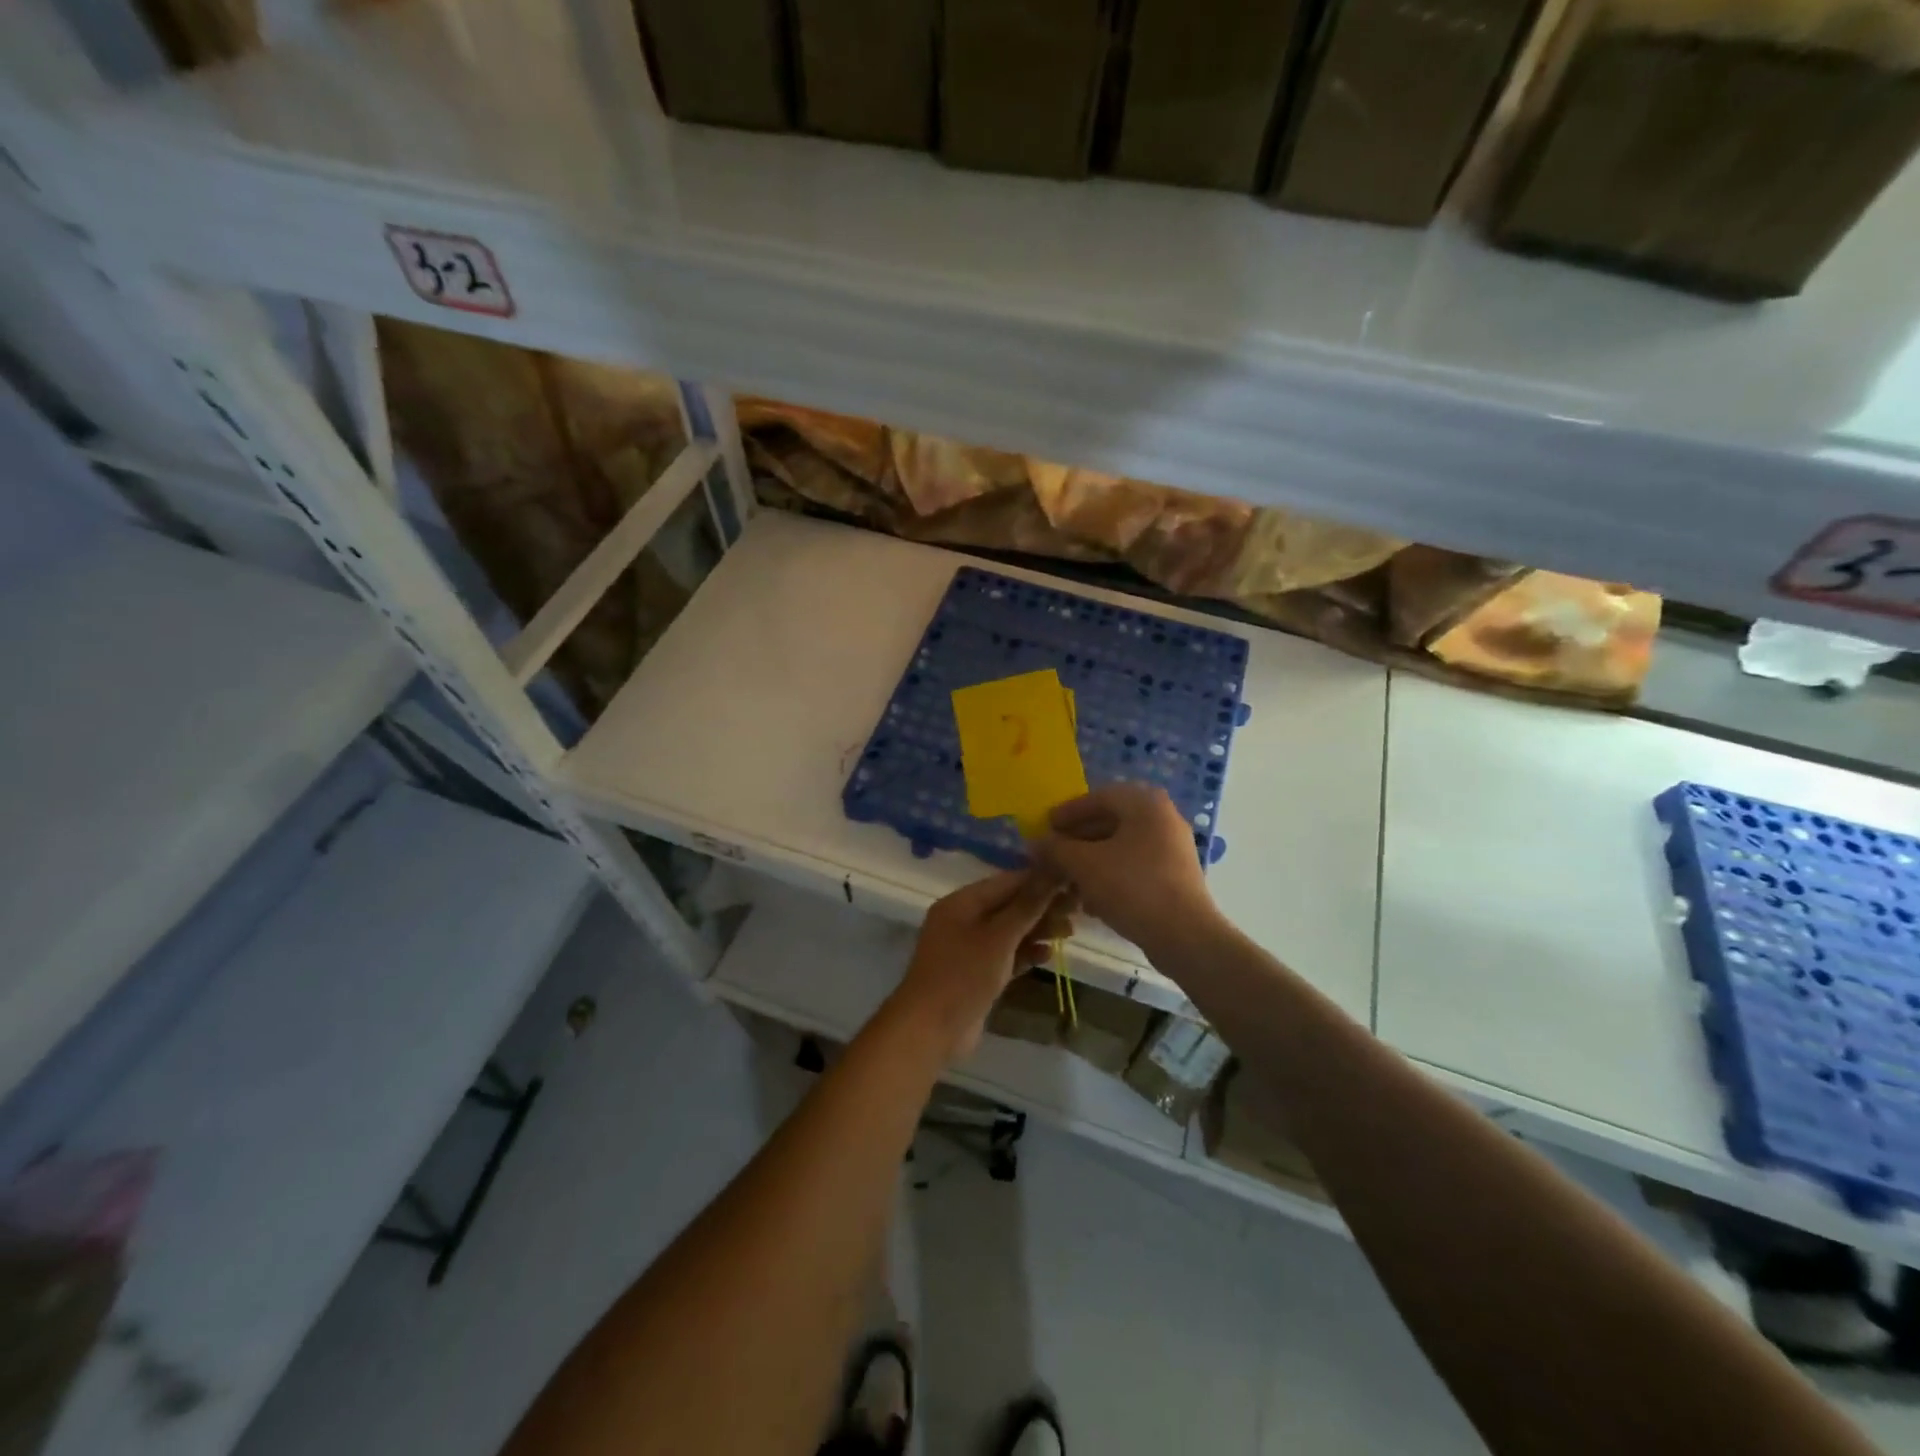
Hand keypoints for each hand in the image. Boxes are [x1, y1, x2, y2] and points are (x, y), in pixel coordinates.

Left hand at [888, 869, 1073, 1064]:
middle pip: (1008, 906)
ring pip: (1009, 932)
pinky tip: (1049, 955)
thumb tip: (1051, 872)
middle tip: (1077, 910)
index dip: (1039, 881)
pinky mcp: (976, 974)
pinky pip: (1005, 956)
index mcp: (961, 903)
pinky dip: (1025, 953)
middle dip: (1042, 907)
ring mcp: (969, 949)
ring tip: (1070, 932)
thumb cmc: (963, 975)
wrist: (930, 1030)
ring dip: (1038, 930)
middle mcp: (963, 920)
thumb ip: (1027, 906)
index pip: (1006, 882)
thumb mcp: (999, 937)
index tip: (1072, 882)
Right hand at [1032, 784, 1219, 954]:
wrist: (1184, 935)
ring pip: (1121, 847)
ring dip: (1091, 860)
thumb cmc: (1132, 887)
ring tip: (1067, 880)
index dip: (1067, 812)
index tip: (1045, 827)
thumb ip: (1056, 849)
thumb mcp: (1084, 865)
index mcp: (1144, 803)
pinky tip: (1091, 900)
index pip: (1098, 797)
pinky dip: (1111, 875)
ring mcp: (1173, 848)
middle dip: (1077, 840)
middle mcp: (1163, 818)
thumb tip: (1035, 843)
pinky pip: (1135, 866)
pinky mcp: (1175, 876)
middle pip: (1110, 822)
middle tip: (1053, 854)